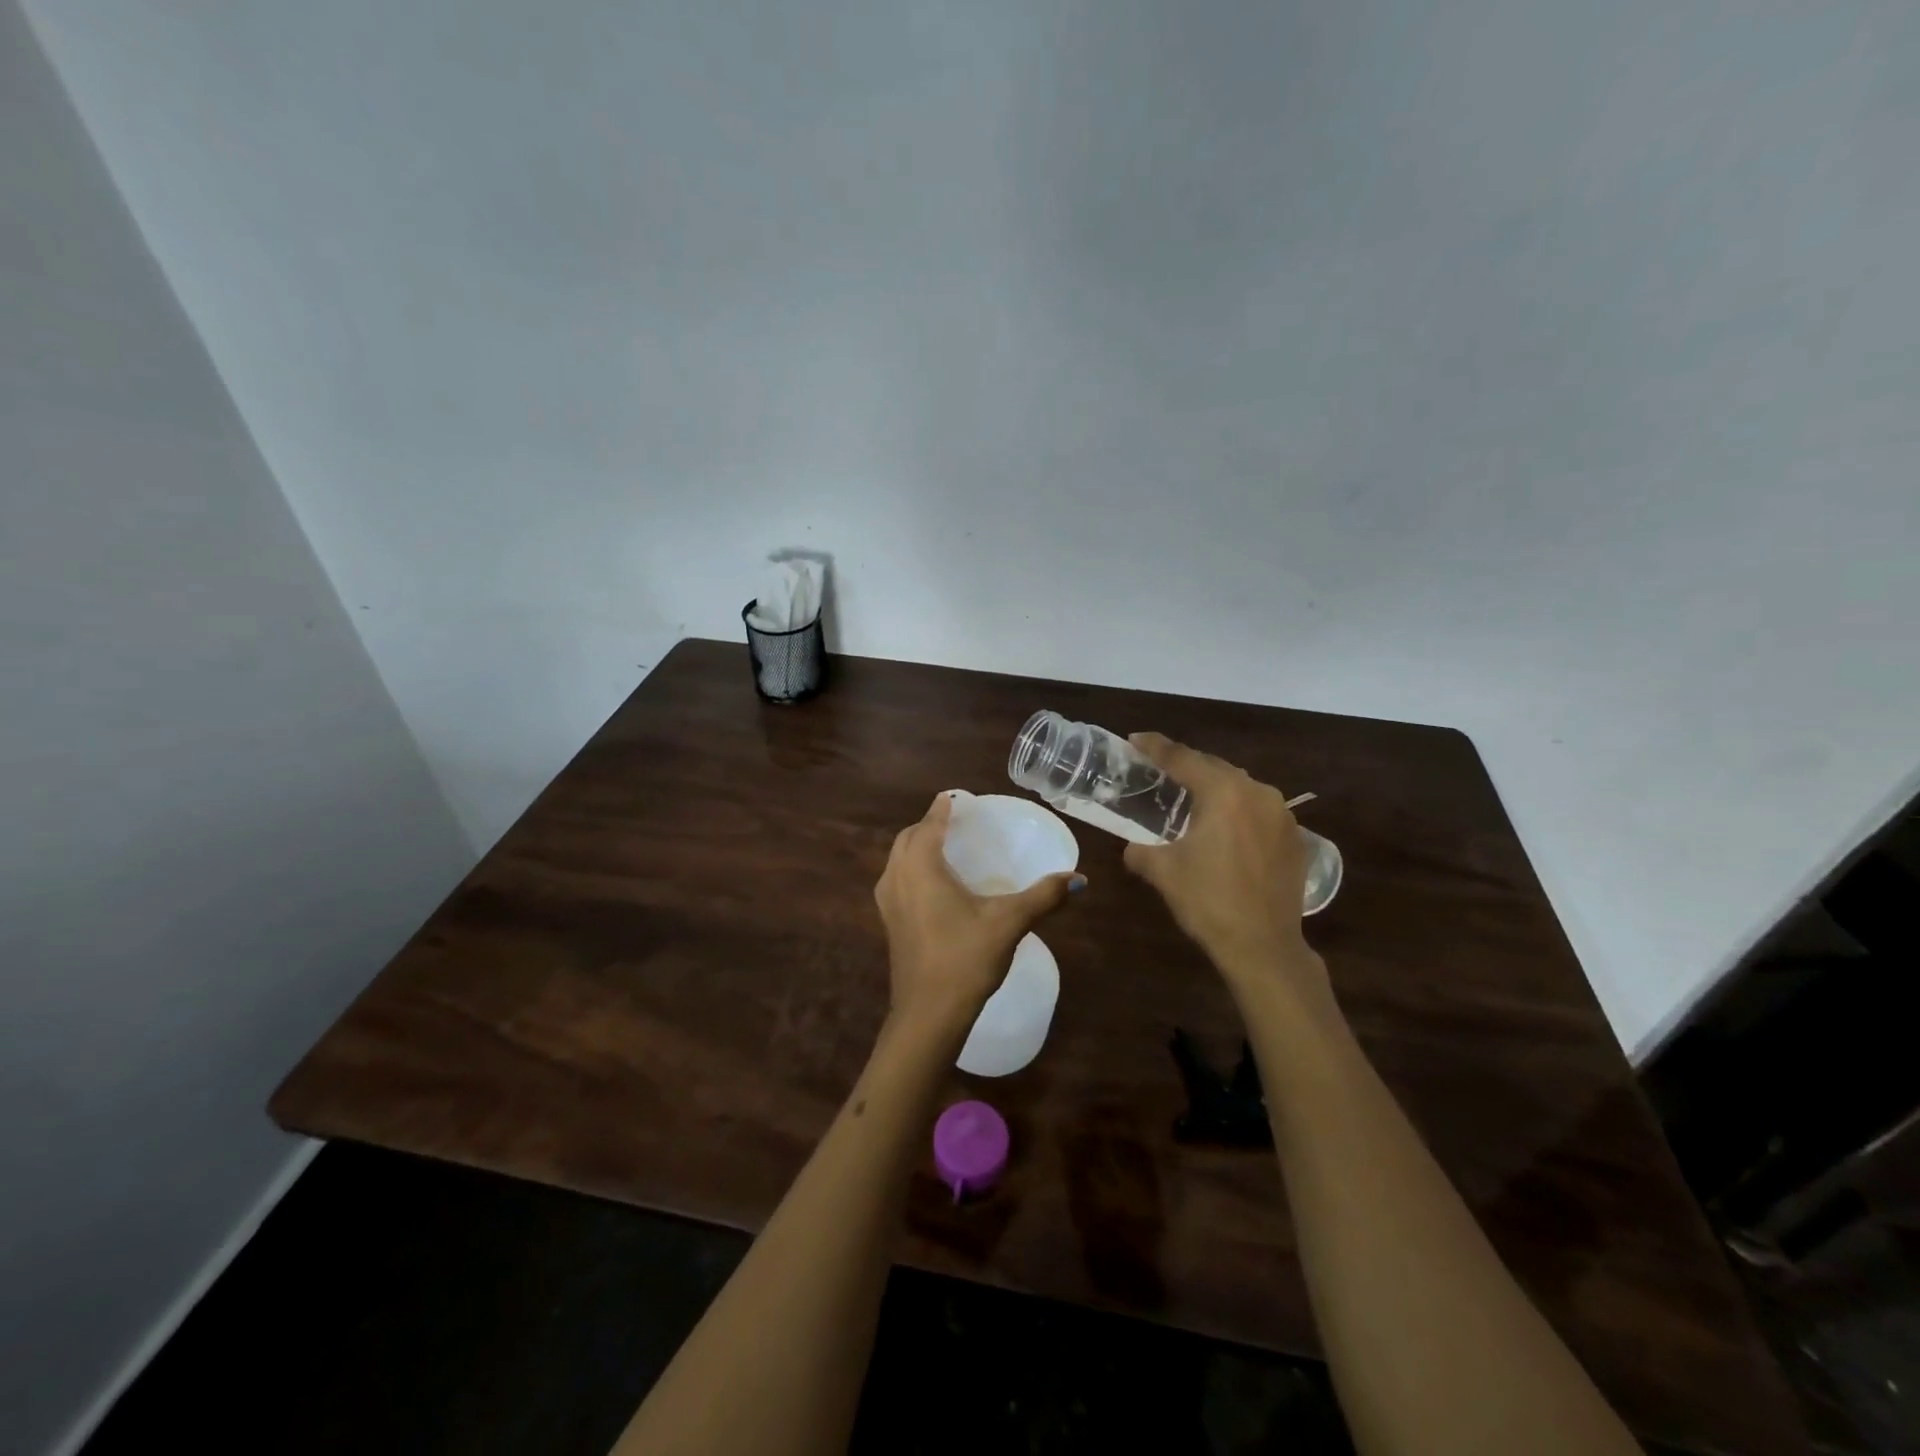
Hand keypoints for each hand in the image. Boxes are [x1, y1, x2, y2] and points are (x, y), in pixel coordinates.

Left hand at [874, 793, 1082, 1036]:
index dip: (942, 809)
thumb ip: (1043, 896)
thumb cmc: (965, 959)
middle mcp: (897, 877)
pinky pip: (897, 879)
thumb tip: (1079, 878)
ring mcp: (888, 902)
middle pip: (908, 838)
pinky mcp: (889, 923)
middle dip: (927, 825)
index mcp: (921, 867)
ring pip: (898, 859)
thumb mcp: (1009, 923)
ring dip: (916, 847)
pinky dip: (912, 869)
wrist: (928, 1014)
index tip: (954, 797)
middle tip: (954, 822)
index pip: (929, 825)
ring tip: (944, 847)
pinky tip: (934, 885)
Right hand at [1121, 734, 1336, 1018]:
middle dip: (1186, 767)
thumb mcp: (1162, 872)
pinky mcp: (1295, 837)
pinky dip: (1237, 812)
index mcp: (1223, 792)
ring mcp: (1282, 814)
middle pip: (1214, 768)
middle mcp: (1257, 792)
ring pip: (1240, 789)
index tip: (1135, 739)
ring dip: (1214, 790)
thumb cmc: (1208, 901)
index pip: (1182, 758)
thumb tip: (1133, 847)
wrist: (1264, 947)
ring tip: (1191, 800)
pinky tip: (1224, 830)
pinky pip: (1259, 811)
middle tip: (1159, 771)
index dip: (1155, 747)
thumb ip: (1140, 850)